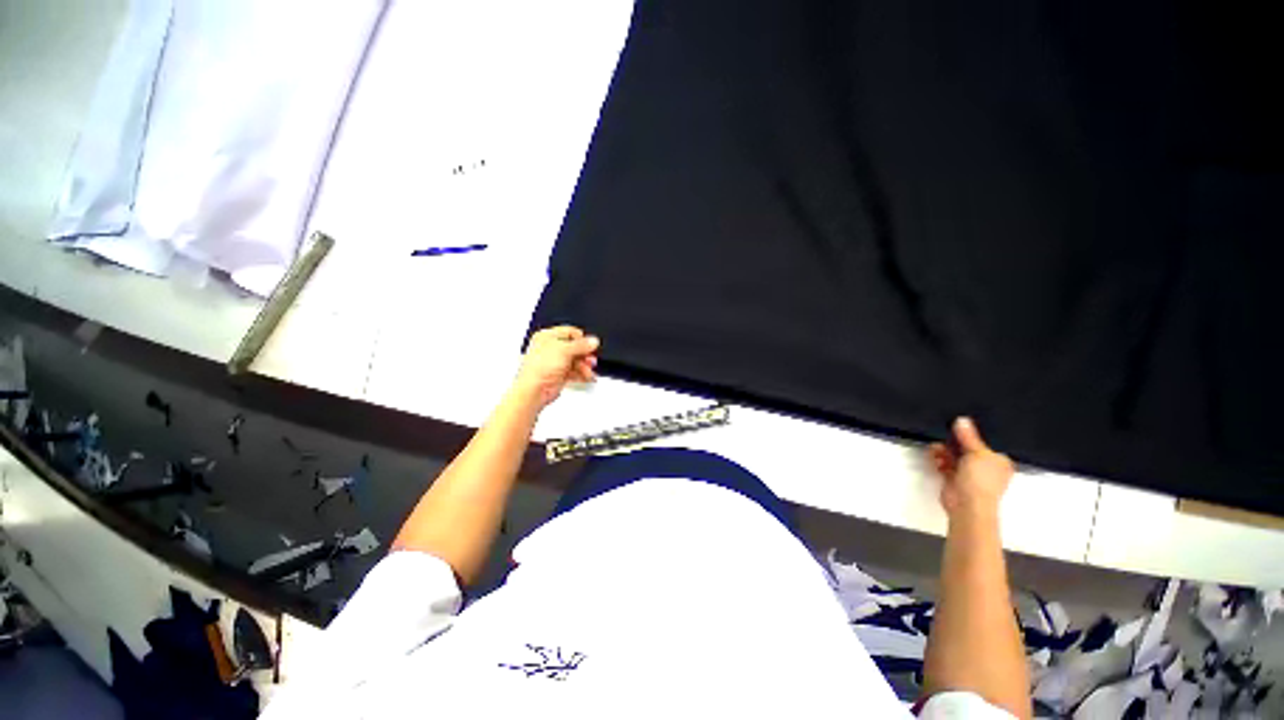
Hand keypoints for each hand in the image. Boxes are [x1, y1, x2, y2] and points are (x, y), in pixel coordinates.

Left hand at [513, 326, 600, 409]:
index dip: (581, 339)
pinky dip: (581, 374)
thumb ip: (581, 345)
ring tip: (588, 371)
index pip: (570, 332)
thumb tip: (593, 341)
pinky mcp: (558, 374)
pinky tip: (586, 377)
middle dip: (584, 355)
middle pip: (574, 347)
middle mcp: (550, 348)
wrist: (534, 391)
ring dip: (584, 366)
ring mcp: (554, 362)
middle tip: (590, 360)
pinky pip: (574, 372)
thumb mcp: (564, 350)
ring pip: (575, 360)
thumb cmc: (539, 369)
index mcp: (547, 336)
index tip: (590, 346)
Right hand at [928, 417, 1013, 518]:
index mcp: (999, 461)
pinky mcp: (954, 479)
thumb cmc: (980, 479)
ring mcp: (969, 475)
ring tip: (934, 448)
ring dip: (943, 451)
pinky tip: (933, 456)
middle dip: (953, 443)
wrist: (968, 505)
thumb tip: (962, 419)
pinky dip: (938, 460)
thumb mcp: (977, 452)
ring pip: (954, 457)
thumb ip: (968, 436)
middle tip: (942, 435)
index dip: (972, 435)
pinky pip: (945, 465)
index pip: (986, 444)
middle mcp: (986, 468)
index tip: (957, 427)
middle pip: (967, 449)